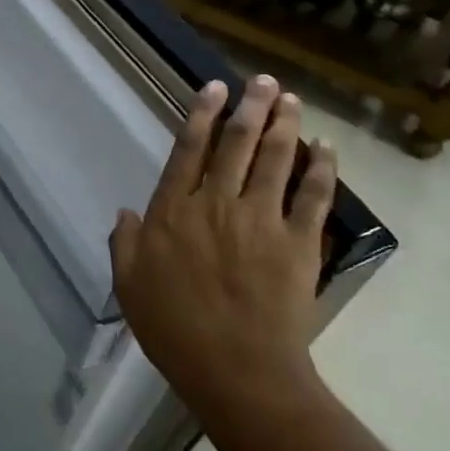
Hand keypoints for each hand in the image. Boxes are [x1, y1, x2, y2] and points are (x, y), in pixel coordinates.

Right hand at [109, 75, 336, 438]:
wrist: (235, 368)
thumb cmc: (174, 327)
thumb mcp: (129, 285)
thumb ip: (123, 242)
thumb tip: (127, 211)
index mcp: (174, 211)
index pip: (189, 151)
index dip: (202, 116)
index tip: (214, 89)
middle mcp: (217, 203)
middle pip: (236, 144)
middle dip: (250, 107)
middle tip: (262, 81)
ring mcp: (262, 220)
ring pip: (275, 159)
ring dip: (284, 125)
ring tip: (290, 99)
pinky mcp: (299, 242)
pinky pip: (313, 196)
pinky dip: (321, 167)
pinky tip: (326, 147)